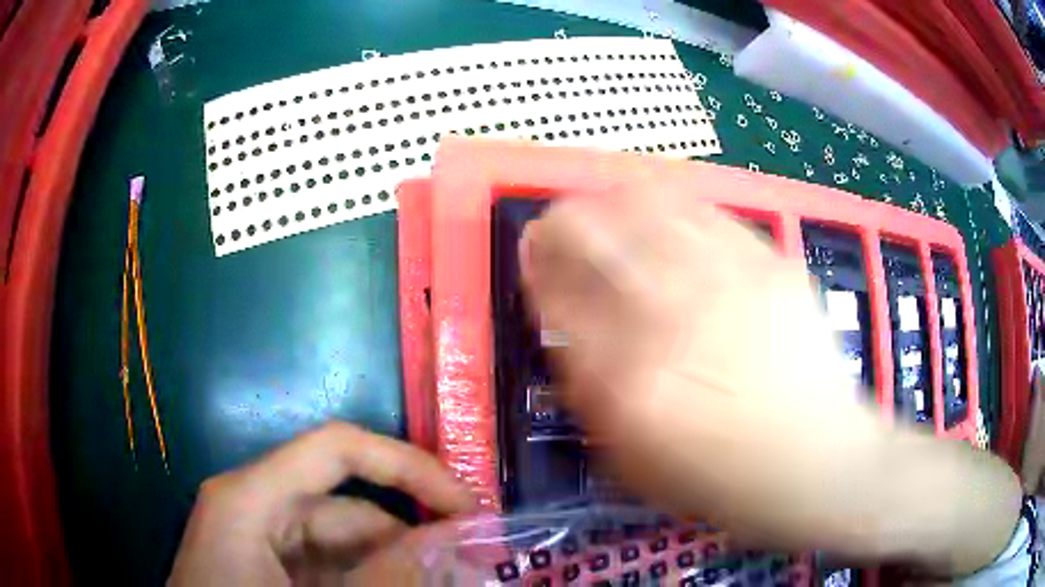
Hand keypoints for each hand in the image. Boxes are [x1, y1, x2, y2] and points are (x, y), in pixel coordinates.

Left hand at [168, 422, 476, 585]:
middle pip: (349, 506)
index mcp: (252, 497)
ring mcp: (262, 542)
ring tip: (445, 578)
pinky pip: (331, 568)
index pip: (338, 449)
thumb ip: (381, 578)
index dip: (408, 466)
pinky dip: (369, 580)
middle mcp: (257, 507)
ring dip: (395, 565)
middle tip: (476, 562)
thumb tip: (451, 548)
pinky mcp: (270, 571)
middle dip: (412, 534)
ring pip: (345, 543)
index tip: (467, 505)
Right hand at [519, 184, 1020, 574]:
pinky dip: (667, 197)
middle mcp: (673, 315)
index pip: (558, 296)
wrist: (819, 464)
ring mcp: (728, 278)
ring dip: (608, 198)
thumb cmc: (725, 481)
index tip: (531, 258)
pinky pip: (703, 208)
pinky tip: (657, 202)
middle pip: (591, 233)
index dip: (536, 268)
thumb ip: (590, 393)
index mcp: (631, 380)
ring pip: (645, 203)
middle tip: (554, 225)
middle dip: (558, 222)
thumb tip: (566, 332)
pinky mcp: (770, 260)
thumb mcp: (635, 463)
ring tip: (600, 203)